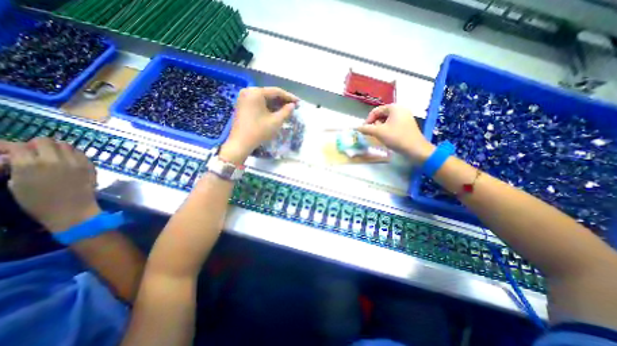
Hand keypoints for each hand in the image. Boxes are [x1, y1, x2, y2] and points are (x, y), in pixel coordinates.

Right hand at [0, 137, 99, 232]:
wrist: (72, 209)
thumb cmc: (39, 202)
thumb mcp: (16, 184)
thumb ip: (17, 167)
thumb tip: (14, 157)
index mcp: (30, 165)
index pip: (19, 145)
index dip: (13, 147)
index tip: (12, 152)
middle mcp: (54, 160)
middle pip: (45, 140)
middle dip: (37, 144)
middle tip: (35, 152)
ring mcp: (75, 162)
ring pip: (66, 145)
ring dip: (57, 147)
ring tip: (53, 156)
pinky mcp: (90, 165)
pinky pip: (81, 153)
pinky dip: (73, 153)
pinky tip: (68, 160)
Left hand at [221, 86, 299, 164]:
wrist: (240, 143)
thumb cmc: (259, 131)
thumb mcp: (276, 121)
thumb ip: (286, 111)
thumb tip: (292, 105)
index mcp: (256, 93)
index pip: (276, 91)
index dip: (289, 97)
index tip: (298, 102)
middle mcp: (248, 91)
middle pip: (269, 94)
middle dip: (282, 100)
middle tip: (293, 106)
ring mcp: (244, 98)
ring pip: (264, 98)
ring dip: (275, 104)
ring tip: (286, 109)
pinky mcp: (242, 104)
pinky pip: (258, 102)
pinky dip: (267, 106)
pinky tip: (275, 111)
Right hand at [355, 102, 435, 163]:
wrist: (415, 149)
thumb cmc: (396, 138)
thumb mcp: (379, 132)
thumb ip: (366, 129)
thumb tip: (356, 127)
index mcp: (394, 108)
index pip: (376, 111)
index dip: (368, 120)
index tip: (364, 130)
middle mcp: (400, 109)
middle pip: (381, 115)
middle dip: (374, 124)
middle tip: (372, 133)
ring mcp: (405, 116)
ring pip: (386, 120)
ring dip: (379, 127)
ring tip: (379, 136)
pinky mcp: (406, 124)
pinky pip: (392, 124)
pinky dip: (386, 129)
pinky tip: (386, 137)